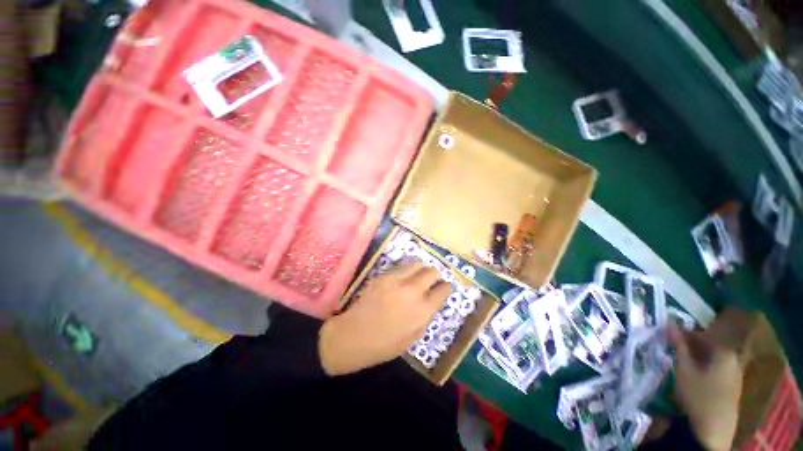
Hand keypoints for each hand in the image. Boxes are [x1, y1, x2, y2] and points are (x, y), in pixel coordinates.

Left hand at [319, 262, 450, 375]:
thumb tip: (431, 303)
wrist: (354, 335)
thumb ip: (425, 317)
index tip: (444, 287)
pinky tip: (402, 277)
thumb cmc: (385, 344)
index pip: (443, 290)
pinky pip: (401, 266)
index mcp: (423, 310)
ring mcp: (397, 280)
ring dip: (420, 269)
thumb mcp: (413, 338)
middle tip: (431, 281)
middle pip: (432, 271)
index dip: (446, 287)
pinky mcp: (384, 275)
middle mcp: (413, 291)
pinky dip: (406, 270)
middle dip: (434, 275)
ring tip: (416, 275)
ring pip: (417, 263)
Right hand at [669, 325, 742, 450]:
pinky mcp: (733, 386)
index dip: (685, 334)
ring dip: (698, 358)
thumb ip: (678, 346)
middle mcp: (734, 359)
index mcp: (724, 352)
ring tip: (682, 362)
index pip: (702, 335)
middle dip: (692, 347)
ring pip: (714, 359)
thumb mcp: (684, 369)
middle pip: (710, 347)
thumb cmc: (698, 394)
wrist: (713, 429)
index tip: (670, 337)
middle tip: (674, 349)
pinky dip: (705, 367)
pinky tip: (695, 375)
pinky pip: (718, 369)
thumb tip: (670, 324)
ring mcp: (736, 374)